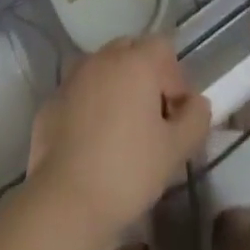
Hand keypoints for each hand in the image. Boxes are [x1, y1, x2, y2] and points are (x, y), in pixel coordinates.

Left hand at [25, 35, 211, 243]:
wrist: (65, 201)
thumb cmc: (128, 171)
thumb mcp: (175, 151)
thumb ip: (195, 120)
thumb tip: (197, 103)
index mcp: (135, 61)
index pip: (163, 48)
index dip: (175, 78)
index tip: (176, 115)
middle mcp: (103, 57)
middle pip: (132, 52)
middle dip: (146, 78)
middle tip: (152, 121)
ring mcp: (73, 76)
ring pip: (103, 69)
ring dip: (116, 88)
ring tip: (121, 132)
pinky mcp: (52, 99)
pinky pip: (80, 92)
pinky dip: (90, 105)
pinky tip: (92, 143)